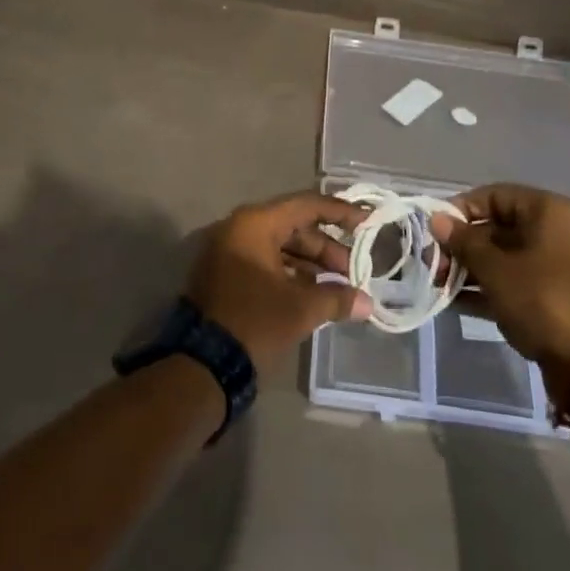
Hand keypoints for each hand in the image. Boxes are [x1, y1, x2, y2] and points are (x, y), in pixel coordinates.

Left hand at [187, 192, 372, 368]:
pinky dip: (290, 273)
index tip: (368, 221)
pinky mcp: (226, 273)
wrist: (201, 364)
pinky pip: (265, 261)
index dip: (340, 212)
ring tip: (339, 286)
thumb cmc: (254, 322)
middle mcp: (240, 228)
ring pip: (280, 246)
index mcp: (255, 223)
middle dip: (326, 248)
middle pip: (293, 226)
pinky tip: (313, 293)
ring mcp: (229, 250)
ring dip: (310, 263)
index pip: (306, 206)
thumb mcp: (300, 309)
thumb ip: (336, 298)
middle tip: (354, 270)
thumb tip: (367, 302)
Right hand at [430, 184, 569, 394]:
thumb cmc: (541, 299)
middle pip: (496, 227)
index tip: (434, 230)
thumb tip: (437, 219)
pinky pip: (512, 281)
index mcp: (546, 211)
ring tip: (439, 283)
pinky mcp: (550, 296)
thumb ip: (463, 241)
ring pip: (502, 257)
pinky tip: (454, 301)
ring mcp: (553, 266)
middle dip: (461, 245)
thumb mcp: (495, 268)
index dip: (461, 209)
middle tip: (433, 263)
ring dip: (469, 268)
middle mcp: (553, 231)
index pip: (493, 195)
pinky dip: (486, 288)